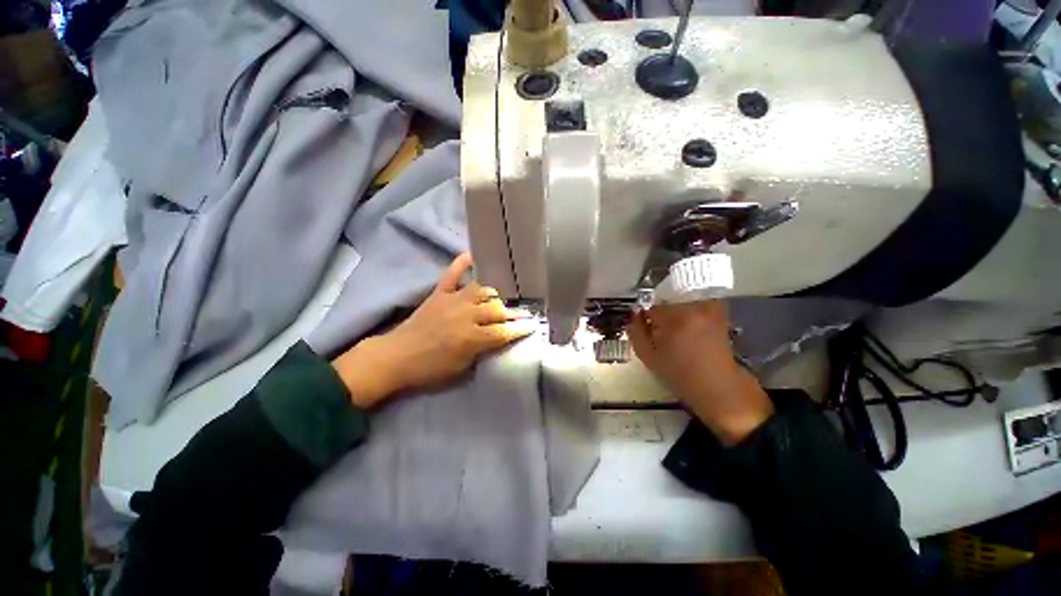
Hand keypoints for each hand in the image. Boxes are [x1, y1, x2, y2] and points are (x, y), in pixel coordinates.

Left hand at [331, 253, 533, 408]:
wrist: (396, 357)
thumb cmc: (430, 369)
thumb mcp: (462, 369)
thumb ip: (483, 351)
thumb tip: (498, 339)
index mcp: (472, 337)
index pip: (504, 331)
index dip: (520, 329)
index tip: (531, 326)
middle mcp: (467, 314)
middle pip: (497, 309)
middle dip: (509, 314)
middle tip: (515, 317)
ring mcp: (453, 300)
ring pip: (483, 290)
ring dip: (493, 296)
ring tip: (497, 301)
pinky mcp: (439, 292)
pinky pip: (453, 273)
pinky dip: (462, 263)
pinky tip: (472, 255)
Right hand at [628, 301, 773, 445]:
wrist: (718, 386)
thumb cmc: (680, 374)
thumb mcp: (648, 356)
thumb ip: (635, 332)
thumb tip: (633, 315)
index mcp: (675, 317)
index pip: (651, 307)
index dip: (646, 319)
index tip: (648, 331)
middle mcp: (695, 306)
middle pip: (667, 301)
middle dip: (662, 315)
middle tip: (662, 334)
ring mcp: (710, 307)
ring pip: (681, 301)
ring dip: (675, 313)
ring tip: (677, 333)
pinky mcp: (719, 312)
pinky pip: (696, 303)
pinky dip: (689, 312)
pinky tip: (690, 329)